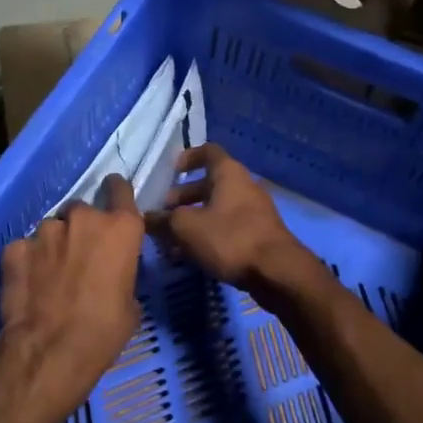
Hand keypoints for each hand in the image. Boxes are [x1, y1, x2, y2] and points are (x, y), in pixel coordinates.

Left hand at [0, 175, 144, 412]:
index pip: (120, 189)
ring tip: (51, 277)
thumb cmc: (103, 332)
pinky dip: (28, 261)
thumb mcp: (130, 304)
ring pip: (52, 229)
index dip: (116, 193)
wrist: (48, 352)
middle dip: (81, 229)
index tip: (112, 200)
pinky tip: (29, 285)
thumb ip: (122, 272)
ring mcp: (45, 231)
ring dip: (54, 245)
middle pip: (82, 211)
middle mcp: (82, 219)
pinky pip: (26, 248)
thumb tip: (111, 273)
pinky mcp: (14, 248)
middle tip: (80, 258)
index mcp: (120, 229)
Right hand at [152, 143, 305, 288]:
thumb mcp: (186, 228)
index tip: (171, 171)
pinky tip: (193, 254)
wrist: (277, 271)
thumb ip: (163, 220)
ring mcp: (254, 210)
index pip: (207, 151)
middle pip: (209, 183)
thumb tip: (146, 218)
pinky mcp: (258, 234)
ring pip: (217, 207)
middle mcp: (243, 185)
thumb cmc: (229, 238)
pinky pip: (227, 226)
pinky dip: (209, 233)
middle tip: (163, 214)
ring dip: (194, 218)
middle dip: (184, 197)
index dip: (187, 157)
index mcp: (228, 173)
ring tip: (172, 239)